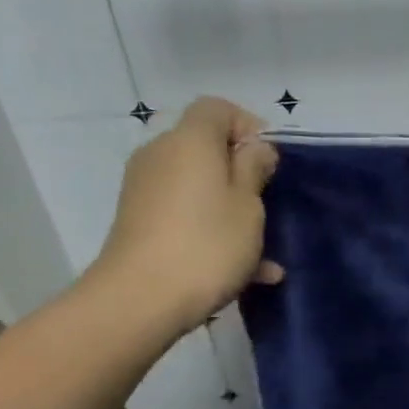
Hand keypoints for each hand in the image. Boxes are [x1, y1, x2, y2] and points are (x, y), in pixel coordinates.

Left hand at [85, 97, 282, 338]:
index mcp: (190, 140)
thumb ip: (254, 168)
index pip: (217, 109)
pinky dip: (211, 231)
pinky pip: (185, 215)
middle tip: (267, 204)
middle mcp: (161, 155)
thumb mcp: (248, 204)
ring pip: (198, 188)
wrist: (141, 299)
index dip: (248, 126)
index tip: (269, 162)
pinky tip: (248, 273)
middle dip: (240, 172)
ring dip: (230, 209)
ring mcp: (145, 190)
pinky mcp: (138, 223)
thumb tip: (254, 147)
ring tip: (264, 251)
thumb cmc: (207, 244)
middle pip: (205, 148)